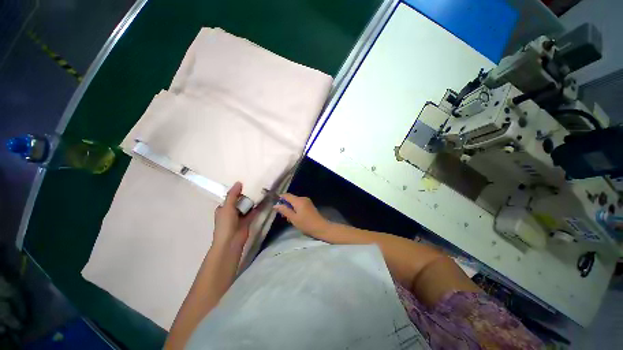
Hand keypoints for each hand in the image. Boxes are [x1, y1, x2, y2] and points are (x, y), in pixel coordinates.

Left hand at [213, 182, 255, 250]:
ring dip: (252, 201)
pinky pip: (253, 212)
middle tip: (255, 186)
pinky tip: (264, 201)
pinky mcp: (248, 221)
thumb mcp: (227, 207)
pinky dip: (257, 208)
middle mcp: (231, 212)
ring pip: (247, 207)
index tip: (246, 183)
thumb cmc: (226, 223)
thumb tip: (238, 182)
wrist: (231, 241)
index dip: (237, 191)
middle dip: (246, 195)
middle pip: (239, 201)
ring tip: (261, 191)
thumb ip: (232, 195)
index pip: (230, 197)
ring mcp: (240, 217)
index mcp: (223, 208)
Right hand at [273, 194, 329, 237]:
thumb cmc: (306, 224)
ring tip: (290, 218)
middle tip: (283, 216)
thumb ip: (284, 210)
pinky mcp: (309, 205)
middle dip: (286, 205)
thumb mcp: (293, 218)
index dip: (280, 198)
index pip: (287, 195)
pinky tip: (296, 217)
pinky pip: (299, 204)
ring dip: (291, 208)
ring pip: (295, 202)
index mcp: (298, 200)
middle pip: (291, 198)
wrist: (321, 227)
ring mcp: (307, 201)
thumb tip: (275, 205)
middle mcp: (303, 198)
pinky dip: (296, 209)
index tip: (275, 205)